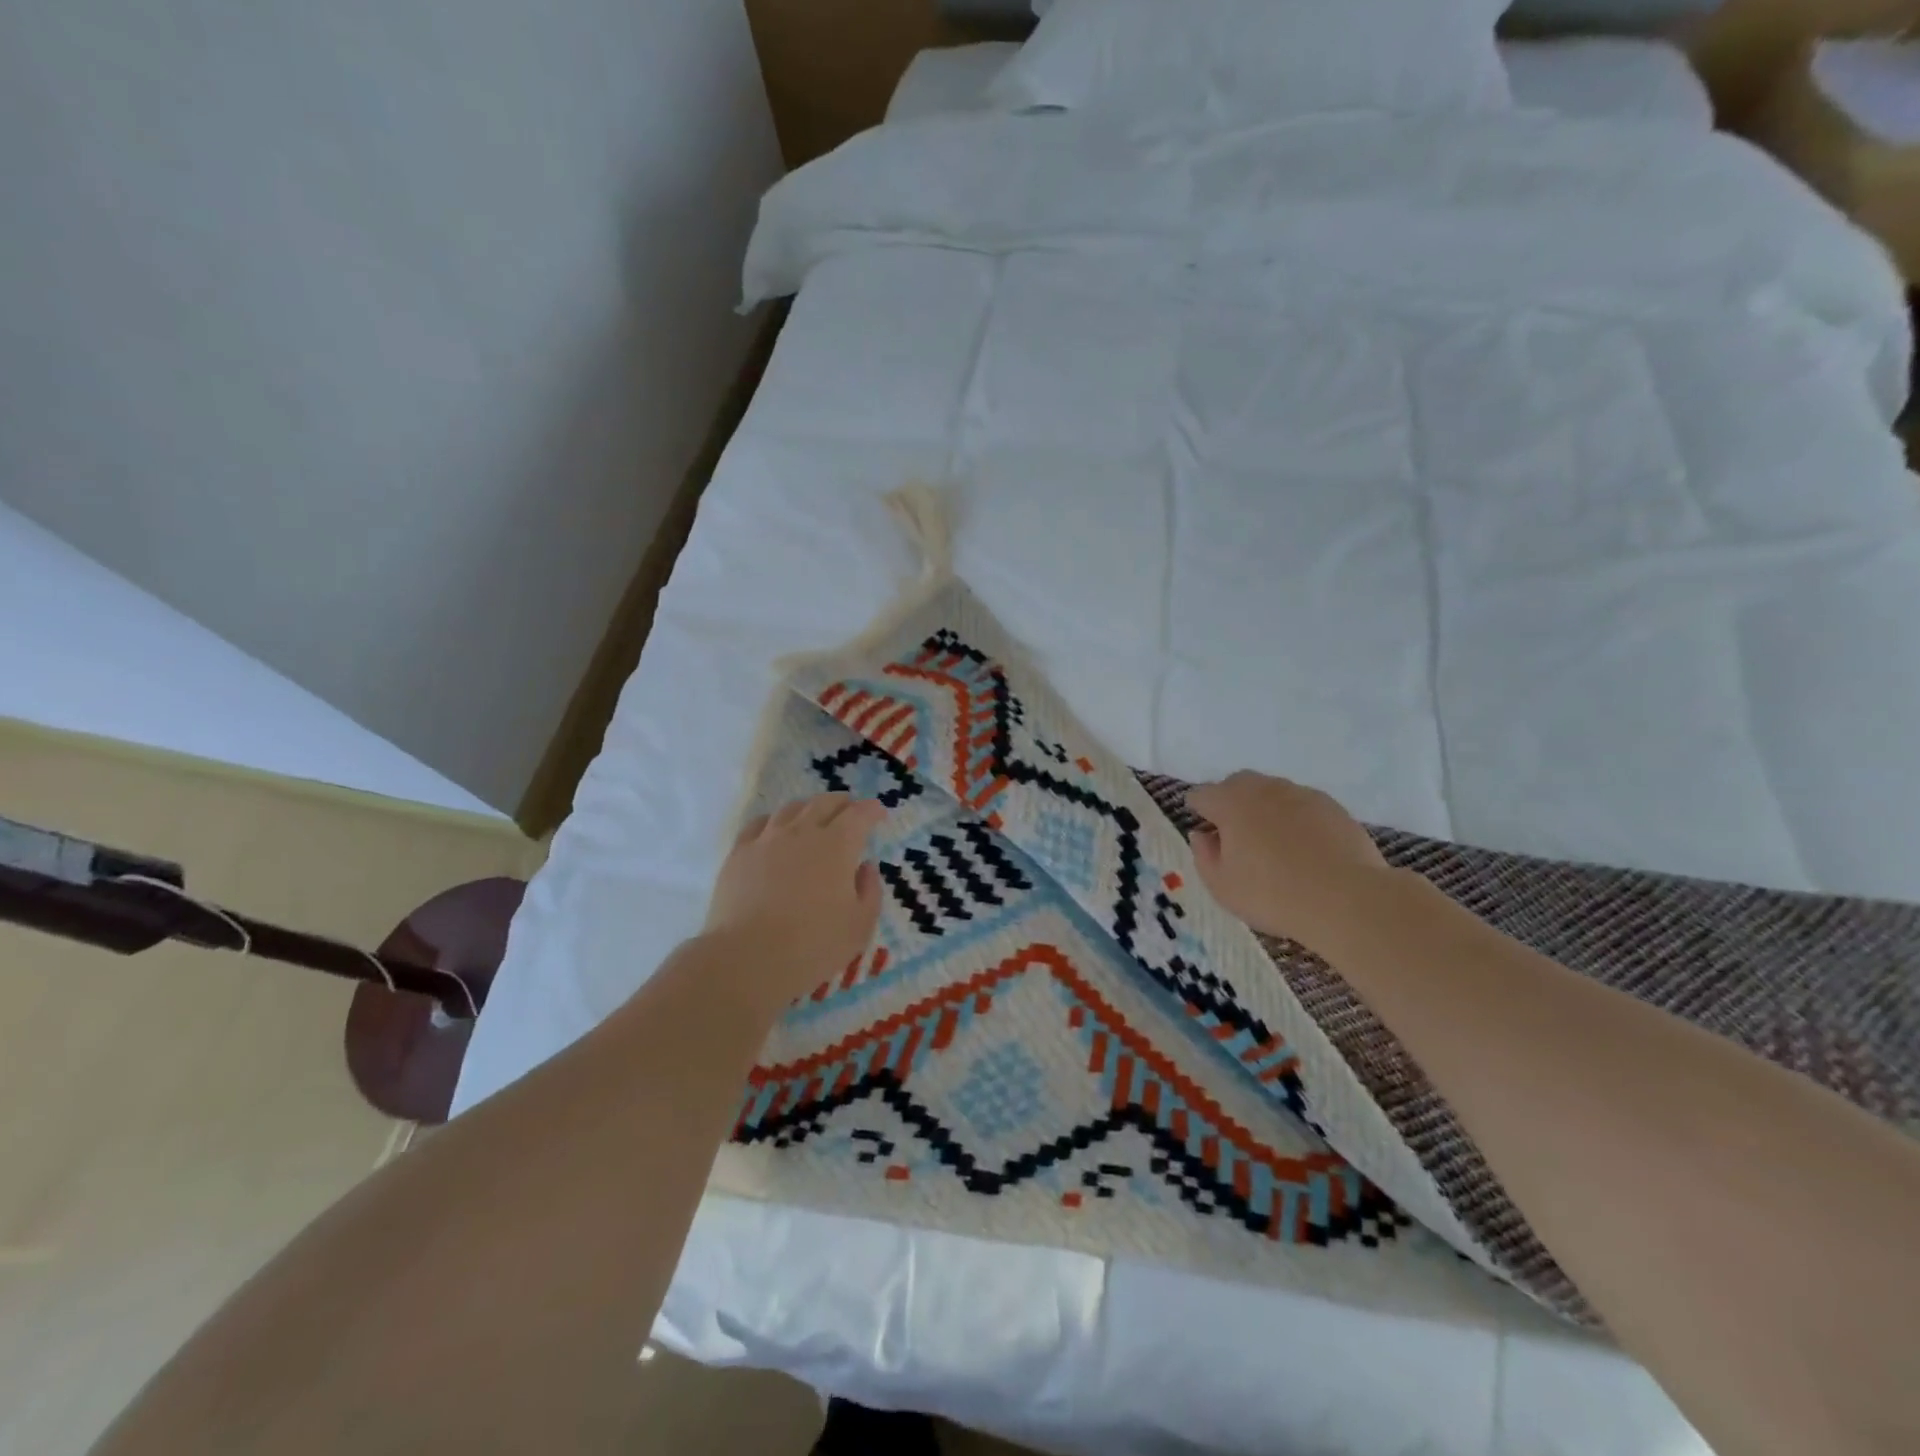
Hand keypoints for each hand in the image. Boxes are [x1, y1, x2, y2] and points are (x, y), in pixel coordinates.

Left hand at [704, 794, 886, 1008]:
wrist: (748, 957)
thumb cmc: (813, 945)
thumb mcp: (860, 925)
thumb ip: (870, 891)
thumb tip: (866, 867)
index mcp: (838, 845)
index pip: (859, 814)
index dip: (872, 810)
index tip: (879, 813)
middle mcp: (803, 832)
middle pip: (825, 803)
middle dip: (842, 803)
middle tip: (850, 810)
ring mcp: (767, 839)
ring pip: (791, 809)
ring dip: (809, 808)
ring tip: (814, 817)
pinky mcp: (739, 853)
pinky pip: (759, 824)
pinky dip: (775, 821)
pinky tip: (775, 830)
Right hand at [1185, 772, 1392, 951]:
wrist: (1347, 900)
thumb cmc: (1272, 895)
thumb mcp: (1222, 886)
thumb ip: (1204, 855)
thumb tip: (1202, 835)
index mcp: (1230, 803)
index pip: (1201, 795)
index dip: (1197, 810)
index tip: (1202, 829)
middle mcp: (1263, 788)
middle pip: (1237, 783)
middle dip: (1230, 801)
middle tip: (1234, 834)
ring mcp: (1301, 794)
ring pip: (1272, 791)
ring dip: (1264, 808)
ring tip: (1272, 842)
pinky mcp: (1333, 807)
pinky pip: (1303, 805)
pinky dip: (1296, 818)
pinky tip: (1304, 847)